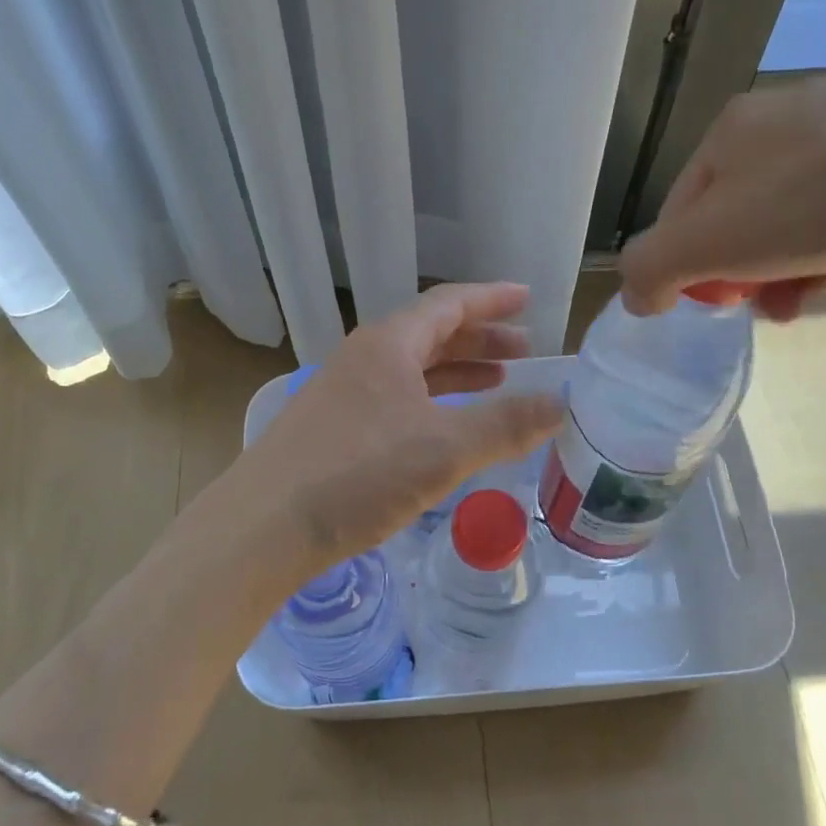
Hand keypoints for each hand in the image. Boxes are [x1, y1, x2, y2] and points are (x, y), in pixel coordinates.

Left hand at [217, 283, 562, 588]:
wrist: (264, 527)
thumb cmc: (358, 475)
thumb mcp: (444, 449)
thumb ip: (506, 425)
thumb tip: (560, 404)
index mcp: (388, 345)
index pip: (449, 304)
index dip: (492, 299)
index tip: (528, 298)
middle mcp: (363, 359)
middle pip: (431, 335)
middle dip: (480, 339)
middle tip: (524, 351)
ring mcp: (343, 394)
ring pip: (412, 370)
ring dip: (457, 372)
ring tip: (497, 381)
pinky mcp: (334, 430)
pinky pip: (396, 401)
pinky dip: (431, 403)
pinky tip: (446, 426)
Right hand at [620, 62, 825, 318]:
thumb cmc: (813, 201)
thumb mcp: (704, 245)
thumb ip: (649, 270)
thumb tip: (637, 297)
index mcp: (733, 133)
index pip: (687, 211)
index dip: (695, 267)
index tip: (723, 305)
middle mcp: (792, 117)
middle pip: (754, 221)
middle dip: (764, 275)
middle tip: (785, 307)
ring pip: (816, 221)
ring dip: (820, 268)